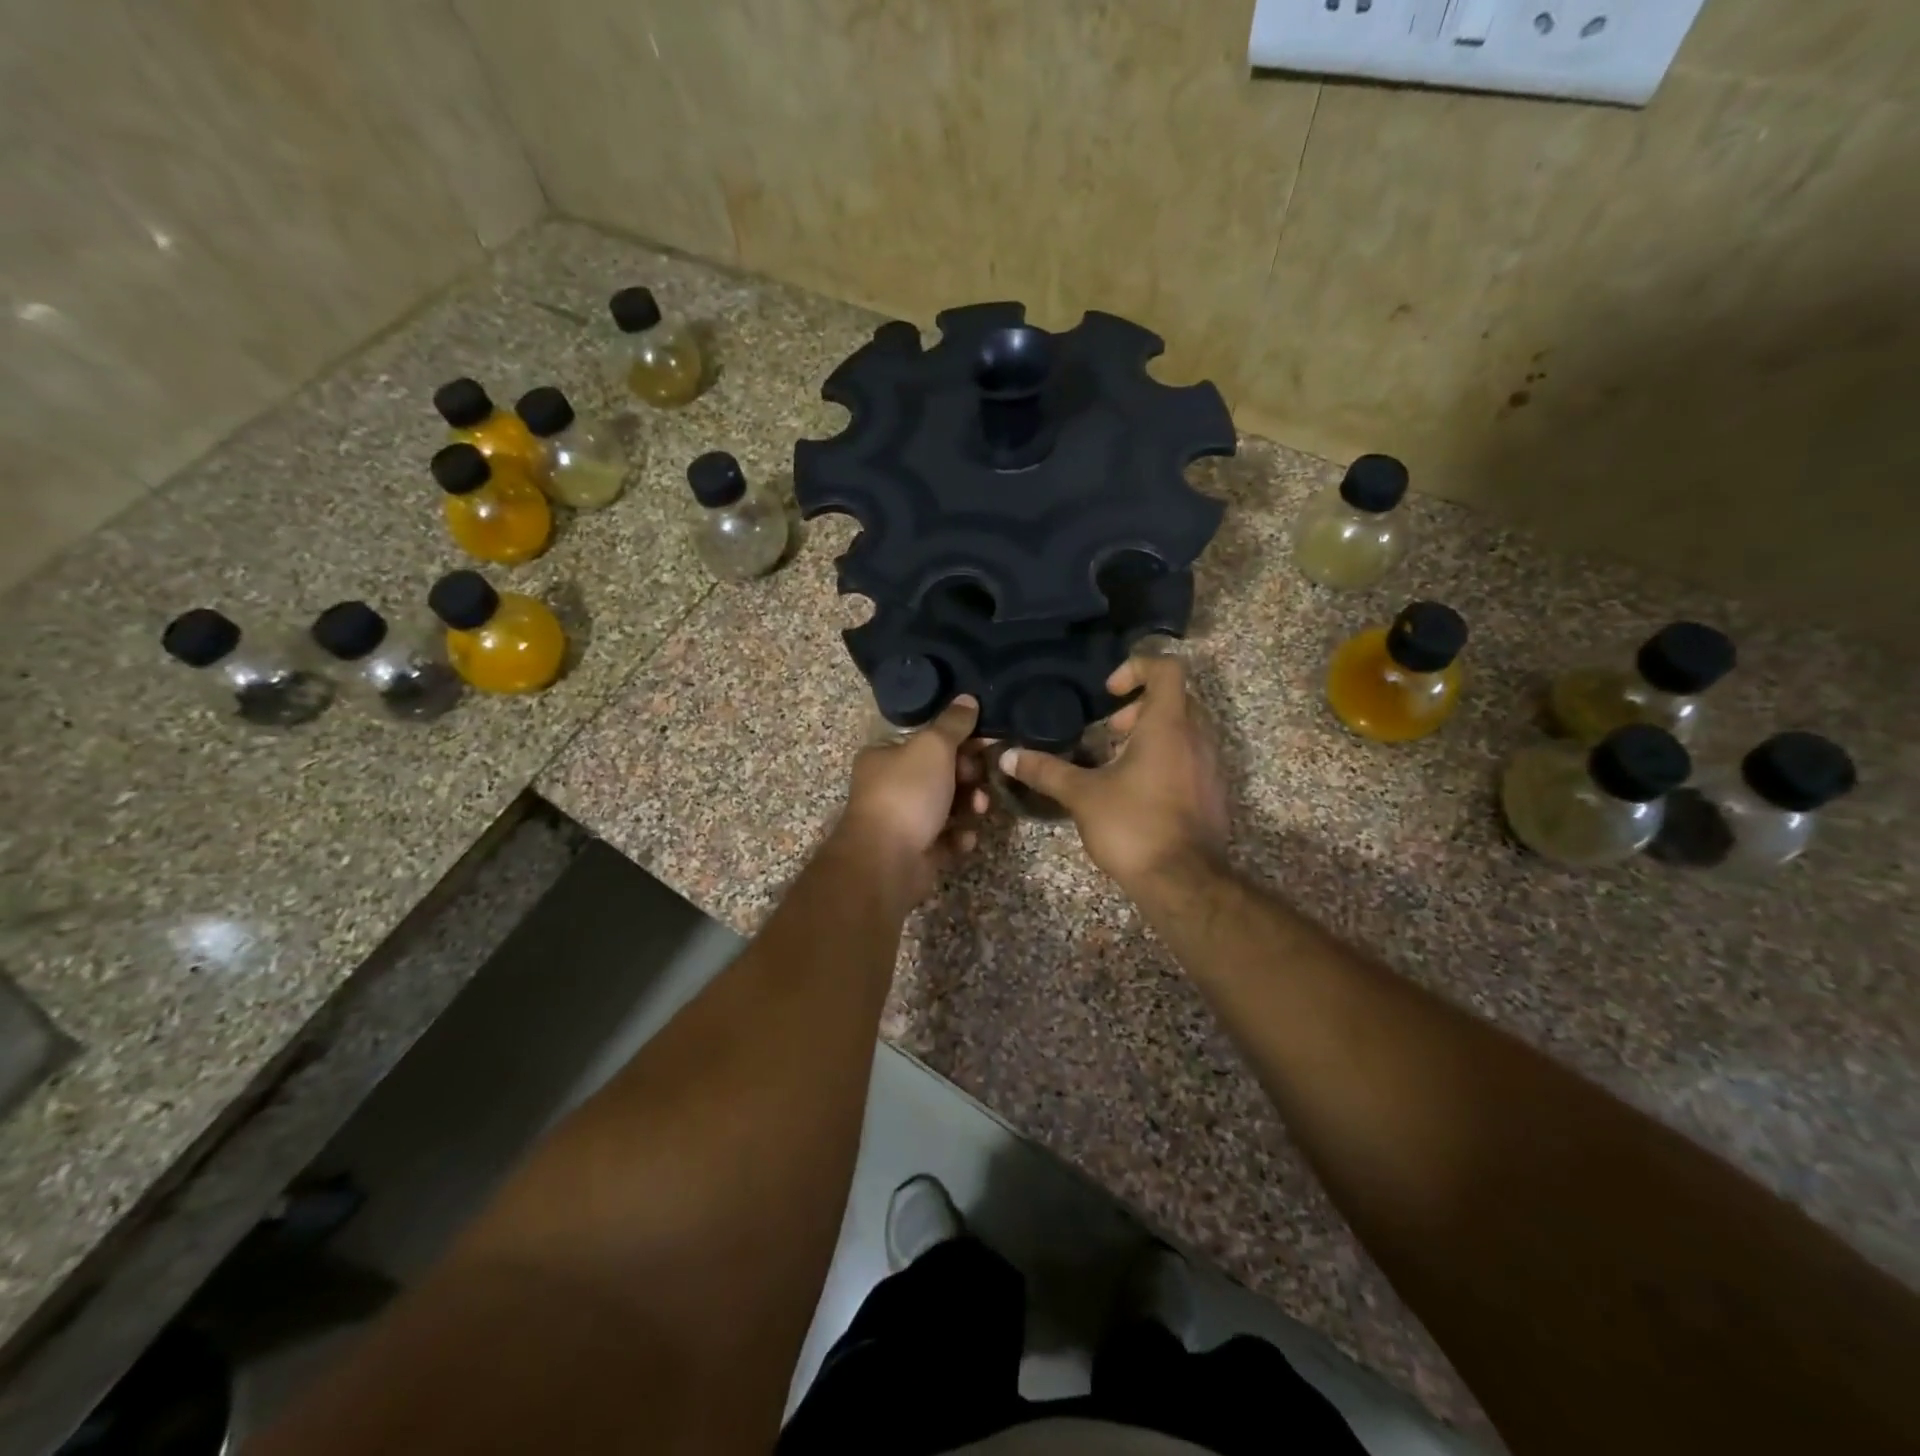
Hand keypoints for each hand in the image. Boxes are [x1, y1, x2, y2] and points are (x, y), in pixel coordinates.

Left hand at [836, 696, 988, 906]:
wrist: (887, 860)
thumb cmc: (907, 794)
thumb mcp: (933, 747)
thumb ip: (953, 723)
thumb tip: (968, 699)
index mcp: (884, 756)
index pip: (926, 741)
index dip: (958, 740)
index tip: (986, 744)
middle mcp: (889, 787)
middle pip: (939, 774)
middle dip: (967, 777)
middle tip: (980, 780)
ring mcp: (901, 822)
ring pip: (946, 808)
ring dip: (968, 806)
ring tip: (979, 810)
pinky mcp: (915, 852)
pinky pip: (945, 839)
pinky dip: (958, 838)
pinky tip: (965, 839)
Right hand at [998, 655, 1229, 892]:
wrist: (1184, 881)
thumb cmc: (1133, 826)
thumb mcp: (1082, 795)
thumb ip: (1046, 771)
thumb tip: (1008, 755)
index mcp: (1168, 725)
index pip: (1166, 668)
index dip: (1136, 668)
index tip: (1108, 694)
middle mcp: (1196, 737)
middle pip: (1174, 699)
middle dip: (1138, 707)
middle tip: (1109, 731)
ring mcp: (1210, 766)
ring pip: (1185, 730)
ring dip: (1152, 734)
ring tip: (1117, 761)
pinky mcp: (1213, 793)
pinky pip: (1191, 758)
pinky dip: (1166, 759)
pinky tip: (1137, 790)